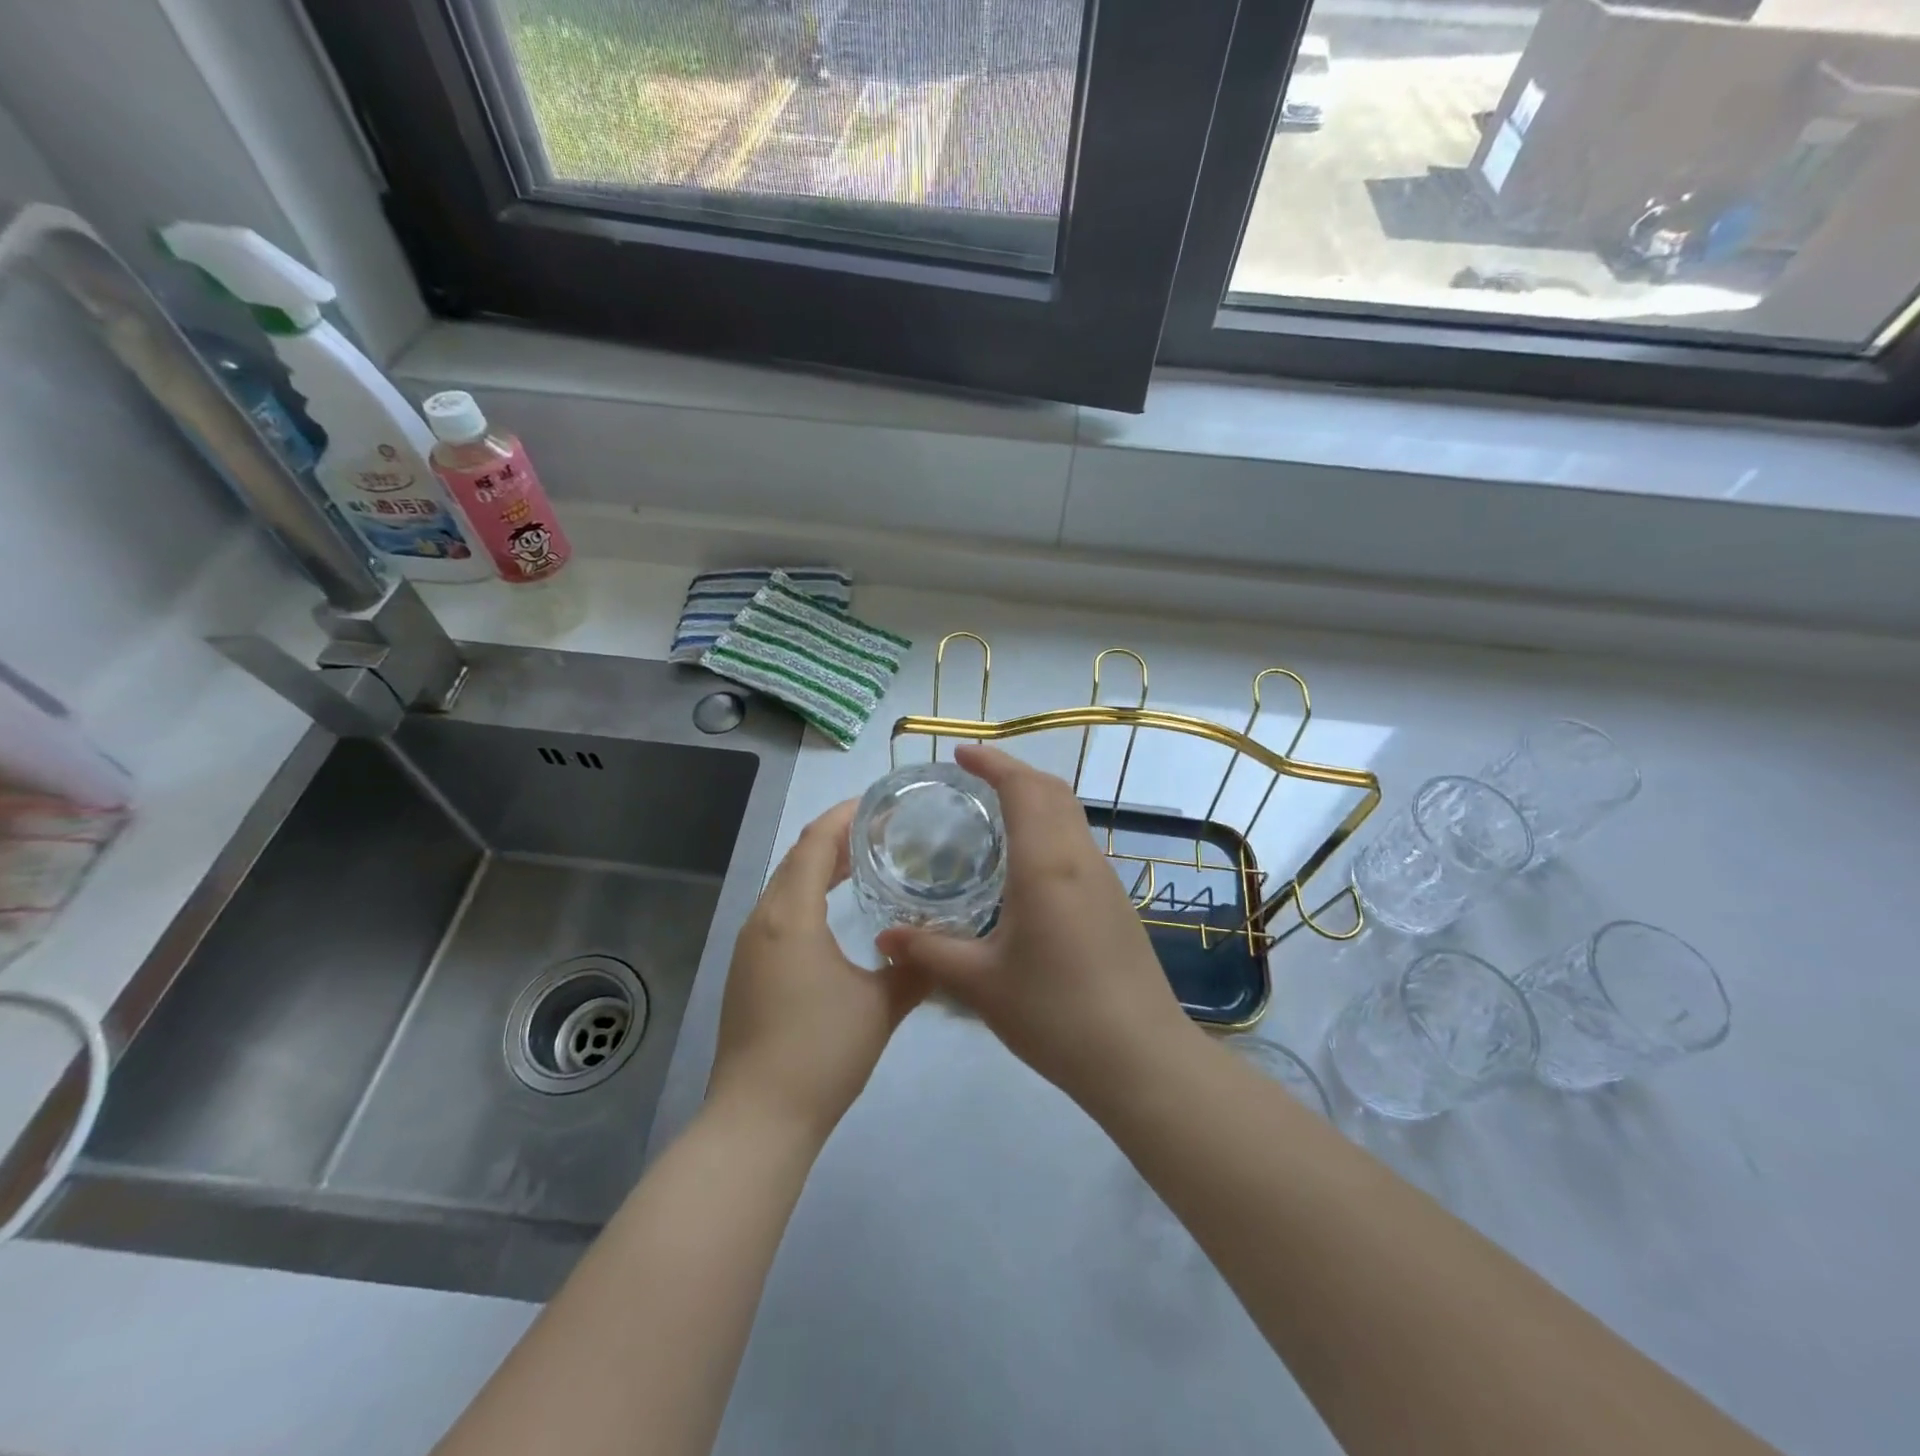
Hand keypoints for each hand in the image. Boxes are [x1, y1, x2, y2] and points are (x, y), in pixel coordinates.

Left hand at [707, 801, 924, 1142]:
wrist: (758, 1120)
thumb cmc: (821, 1053)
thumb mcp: (881, 1006)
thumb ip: (914, 967)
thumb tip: (940, 944)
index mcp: (790, 916)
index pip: (814, 843)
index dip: (845, 816)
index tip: (881, 804)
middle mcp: (763, 921)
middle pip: (796, 859)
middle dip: (836, 838)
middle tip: (883, 830)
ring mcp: (750, 948)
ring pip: (785, 887)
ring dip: (820, 867)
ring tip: (864, 861)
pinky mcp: (748, 971)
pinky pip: (780, 913)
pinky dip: (809, 897)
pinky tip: (836, 913)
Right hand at [875, 745, 1197, 1108]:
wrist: (1140, 1058)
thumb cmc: (1055, 1014)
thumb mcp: (980, 984)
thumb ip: (929, 952)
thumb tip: (883, 937)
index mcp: (1046, 864)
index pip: (1023, 788)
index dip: (993, 762)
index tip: (960, 754)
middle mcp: (1080, 859)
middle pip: (1052, 791)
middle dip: (1013, 772)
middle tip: (971, 778)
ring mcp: (1105, 880)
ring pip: (1070, 815)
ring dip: (1035, 799)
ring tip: (993, 813)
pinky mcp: (1116, 903)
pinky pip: (1077, 844)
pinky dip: (1049, 829)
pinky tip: (1024, 866)